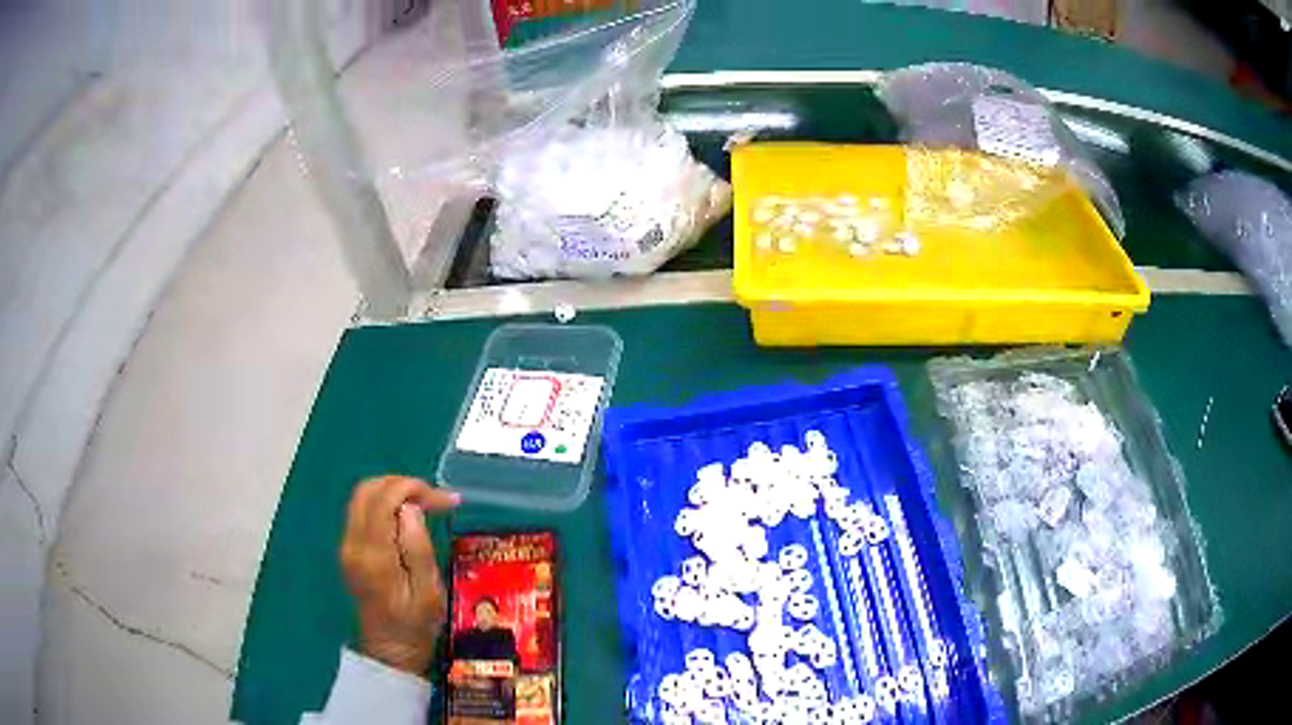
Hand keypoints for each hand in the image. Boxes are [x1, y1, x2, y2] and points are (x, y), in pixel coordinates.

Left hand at [340, 476, 459, 675]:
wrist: (389, 651)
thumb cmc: (416, 626)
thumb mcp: (429, 593)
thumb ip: (418, 548)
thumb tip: (411, 509)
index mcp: (374, 556)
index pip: (384, 500)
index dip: (414, 488)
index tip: (445, 500)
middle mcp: (354, 544)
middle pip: (367, 490)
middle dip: (402, 485)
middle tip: (434, 499)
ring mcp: (347, 546)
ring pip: (362, 496)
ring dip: (392, 491)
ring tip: (424, 505)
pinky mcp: (349, 549)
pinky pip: (362, 511)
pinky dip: (384, 503)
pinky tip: (407, 517)